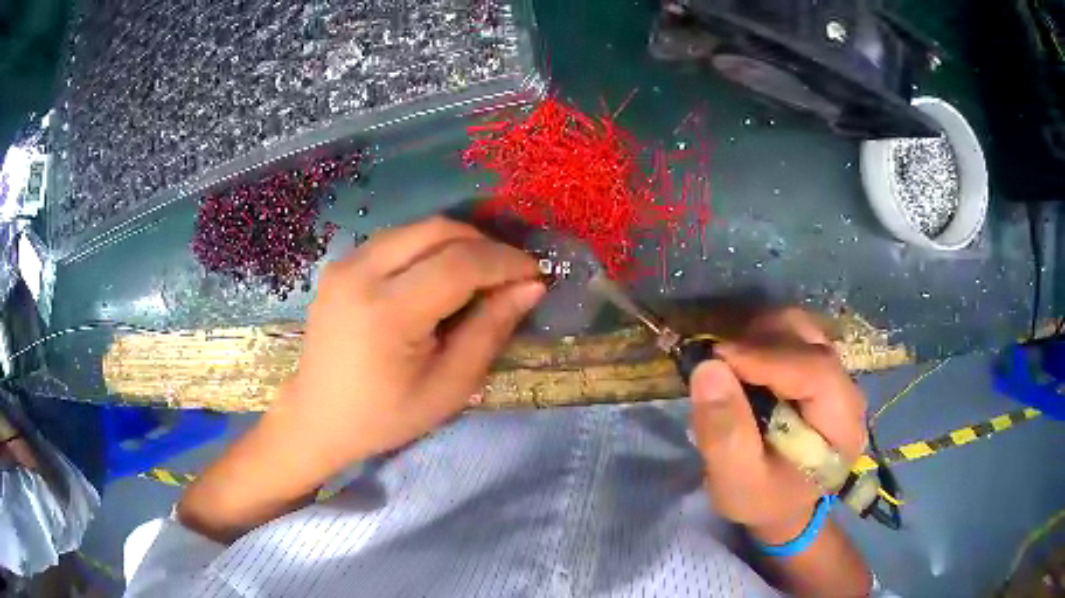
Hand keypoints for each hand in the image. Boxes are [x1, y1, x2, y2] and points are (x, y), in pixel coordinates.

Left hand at [271, 216, 544, 472]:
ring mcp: (345, 263)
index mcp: (387, 312)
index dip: (505, 262)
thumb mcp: (449, 387)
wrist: (318, 417)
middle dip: (484, 244)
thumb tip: (530, 287)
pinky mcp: (340, 264)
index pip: (459, 263)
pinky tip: (440, 275)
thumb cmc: (385, 415)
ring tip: (480, 274)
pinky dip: (428, 247)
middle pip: (438, 230)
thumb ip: (490, 331)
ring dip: (457, 243)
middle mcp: (361, 273)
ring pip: (417, 228)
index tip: (535, 274)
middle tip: (510, 273)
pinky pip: (396, 239)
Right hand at [688, 309, 866, 543]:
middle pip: (808, 339)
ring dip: (758, 336)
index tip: (716, 358)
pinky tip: (744, 365)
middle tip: (717, 365)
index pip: (815, 370)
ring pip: (800, 328)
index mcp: (841, 424)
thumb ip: (724, 433)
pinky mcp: (819, 368)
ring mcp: (836, 374)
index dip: (766, 357)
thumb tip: (707, 368)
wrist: (784, 505)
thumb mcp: (736, 481)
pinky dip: (762, 339)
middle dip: (758, 342)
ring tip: (729, 366)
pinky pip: (792, 335)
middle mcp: (847, 389)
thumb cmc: (763, 499)